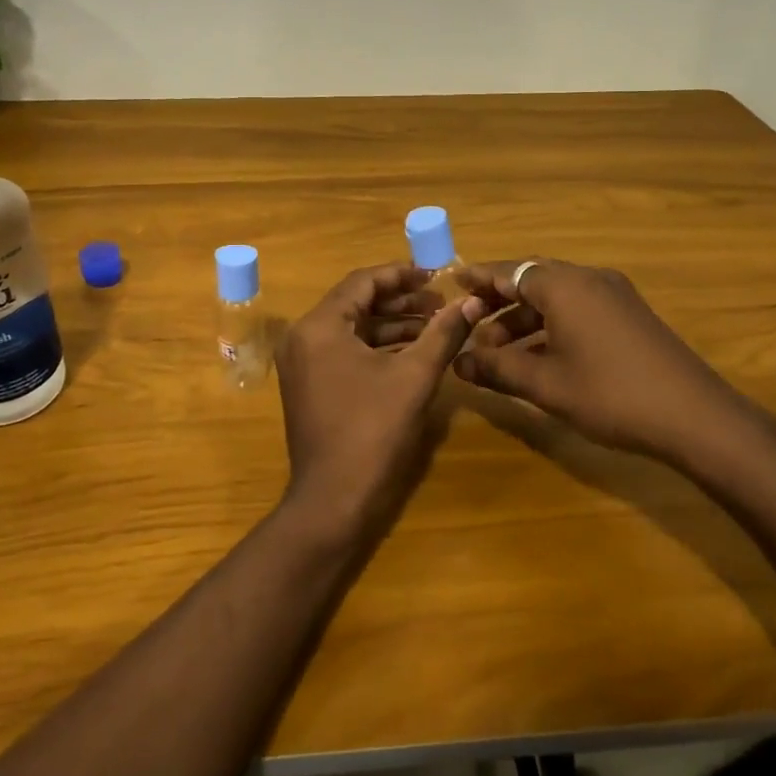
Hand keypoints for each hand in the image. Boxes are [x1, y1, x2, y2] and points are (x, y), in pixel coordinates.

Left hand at [276, 264, 480, 543]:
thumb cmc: (373, 431)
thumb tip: (472, 302)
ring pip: (352, 329)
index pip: (362, 282)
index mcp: (319, 326)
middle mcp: (303, 337)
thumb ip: (443, 333)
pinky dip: (377, 348)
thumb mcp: (414, 377)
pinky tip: (413, 351)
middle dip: (400, 301)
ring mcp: (303, 363)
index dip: (402, 275)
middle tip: (441, 302)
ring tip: (436, 324)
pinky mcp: (310, 385)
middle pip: (356, 303)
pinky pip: (345, 351)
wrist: (334, 501)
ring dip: (392, 324)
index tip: (437, 275)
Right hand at [453, 259, 759, 466]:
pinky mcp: (629, 315)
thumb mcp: (545, 384)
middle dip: (498, 302)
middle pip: (531, 280)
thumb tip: (457, 362)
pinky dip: (550, 325)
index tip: (451, 283)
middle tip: (469, 322)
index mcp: (564, 285)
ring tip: (497, 351)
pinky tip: (537, 356)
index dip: (478, 279)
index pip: (508, 271)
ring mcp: (614, 296)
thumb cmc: (610, 394)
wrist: (695, 417)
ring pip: (555, 297)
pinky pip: (577, 308)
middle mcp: (588, 279)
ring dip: (524, 319)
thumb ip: (496, 369)